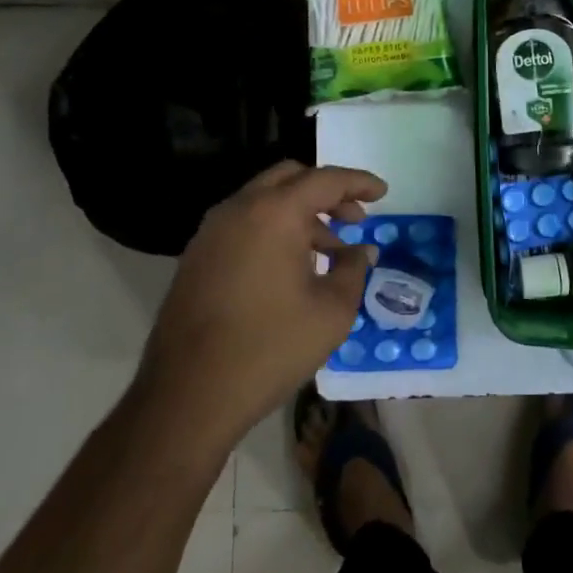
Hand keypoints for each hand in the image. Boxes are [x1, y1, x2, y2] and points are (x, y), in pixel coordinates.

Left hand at [135, 161, 386, 449]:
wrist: (188, 395)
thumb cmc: (270, 347)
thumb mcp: (331, 311)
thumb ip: (353, 270)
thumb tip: (361, 251)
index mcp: (275, 212)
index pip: (325, 180)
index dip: (359, 182)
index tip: (383, 192)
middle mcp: (239, 209)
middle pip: (290, 178)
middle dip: (327, 192)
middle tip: (354, 219)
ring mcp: (212, 231)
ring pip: (264, 200)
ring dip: (300, 213)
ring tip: (328, 252)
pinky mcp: (197, 256)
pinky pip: (244, 223)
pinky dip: (273, 229)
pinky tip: (290, 268)